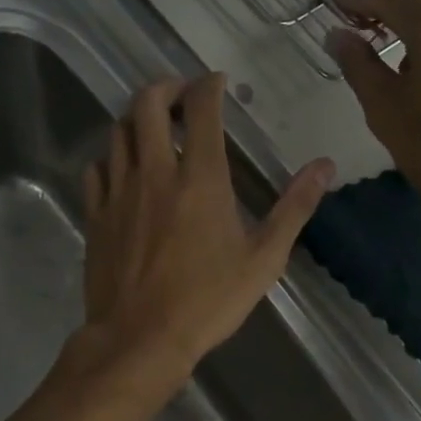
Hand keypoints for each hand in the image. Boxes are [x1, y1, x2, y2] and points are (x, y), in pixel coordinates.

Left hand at [73, 73, 334, 395]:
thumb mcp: (264, 259)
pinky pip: (96, 169)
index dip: (209, 85)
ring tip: (152, 126)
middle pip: (147, 104)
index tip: (217, 82)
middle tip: (180, 95)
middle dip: (165, 87)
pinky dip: (110, 158)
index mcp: (200, 178)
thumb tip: (324, 165)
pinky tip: (121, 169)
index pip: (201, 108)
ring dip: (136, 118)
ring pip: (117, 132)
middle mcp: (154, 172)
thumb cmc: (208, 301)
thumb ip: (294, 207)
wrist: (140, 338)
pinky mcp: (95, 215)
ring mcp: (118, 192)